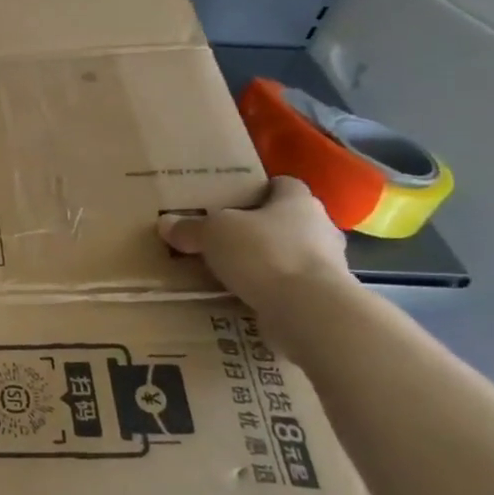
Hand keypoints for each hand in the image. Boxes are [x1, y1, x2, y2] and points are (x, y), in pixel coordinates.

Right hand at [158, 176, 352, 312]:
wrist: (308, 310)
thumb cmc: (264, 253)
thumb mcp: (214, 233)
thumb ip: (191, 228)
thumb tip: (166, 223)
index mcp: (298, 201)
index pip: (283, 185)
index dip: (260, 189)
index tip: (235, 199)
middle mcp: (320, 228)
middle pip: (288, 221)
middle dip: (260, 229)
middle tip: (225, 237)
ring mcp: (327, 265)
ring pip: (290, 255)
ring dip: (266, 262)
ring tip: (230, 271)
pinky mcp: (323, 298)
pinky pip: (291, 287)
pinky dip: (271, 291)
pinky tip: (244, 297)